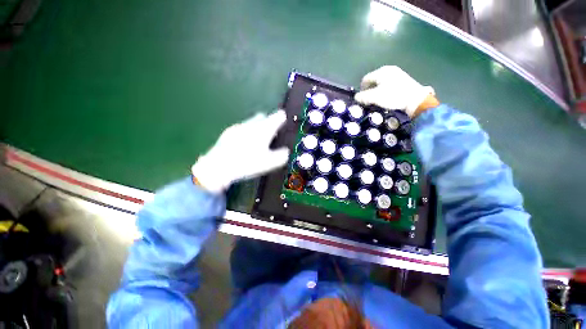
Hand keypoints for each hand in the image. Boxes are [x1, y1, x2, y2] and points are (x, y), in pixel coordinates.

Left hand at [191, 110, 289, 193]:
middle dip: (269, 122)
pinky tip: (244, 144)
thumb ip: (281, 156)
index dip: (282, 118)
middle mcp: (252, 124)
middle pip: (264, 117)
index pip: (278, 117)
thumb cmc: (247, 163)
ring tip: (258, 140)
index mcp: (264, 129)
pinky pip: (242, 128)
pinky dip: (247, 133)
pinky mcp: (229, 132)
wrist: (219, 166)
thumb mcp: (269, 163)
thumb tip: (286, 152)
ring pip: (252, 122)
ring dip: (257, 127)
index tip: (283, 122)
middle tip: (271, 134)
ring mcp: (239, 127)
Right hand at [354, 66, 436, 117]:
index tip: (362, 99)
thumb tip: (356, 97)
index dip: (361, 89)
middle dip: (369, 90)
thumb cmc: (393, 96)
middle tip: (369, 100)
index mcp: (381, 72)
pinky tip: (387, 97)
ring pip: (380, 82)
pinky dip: (384, 90)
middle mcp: (388, 69)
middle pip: (373, 80)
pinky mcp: (402, 79)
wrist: (415, 99)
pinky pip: (388, 83)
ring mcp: (397, 73)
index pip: (365, 79)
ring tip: (378, 100)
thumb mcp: (375, 97)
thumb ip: (363, 97)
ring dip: (376, 91)